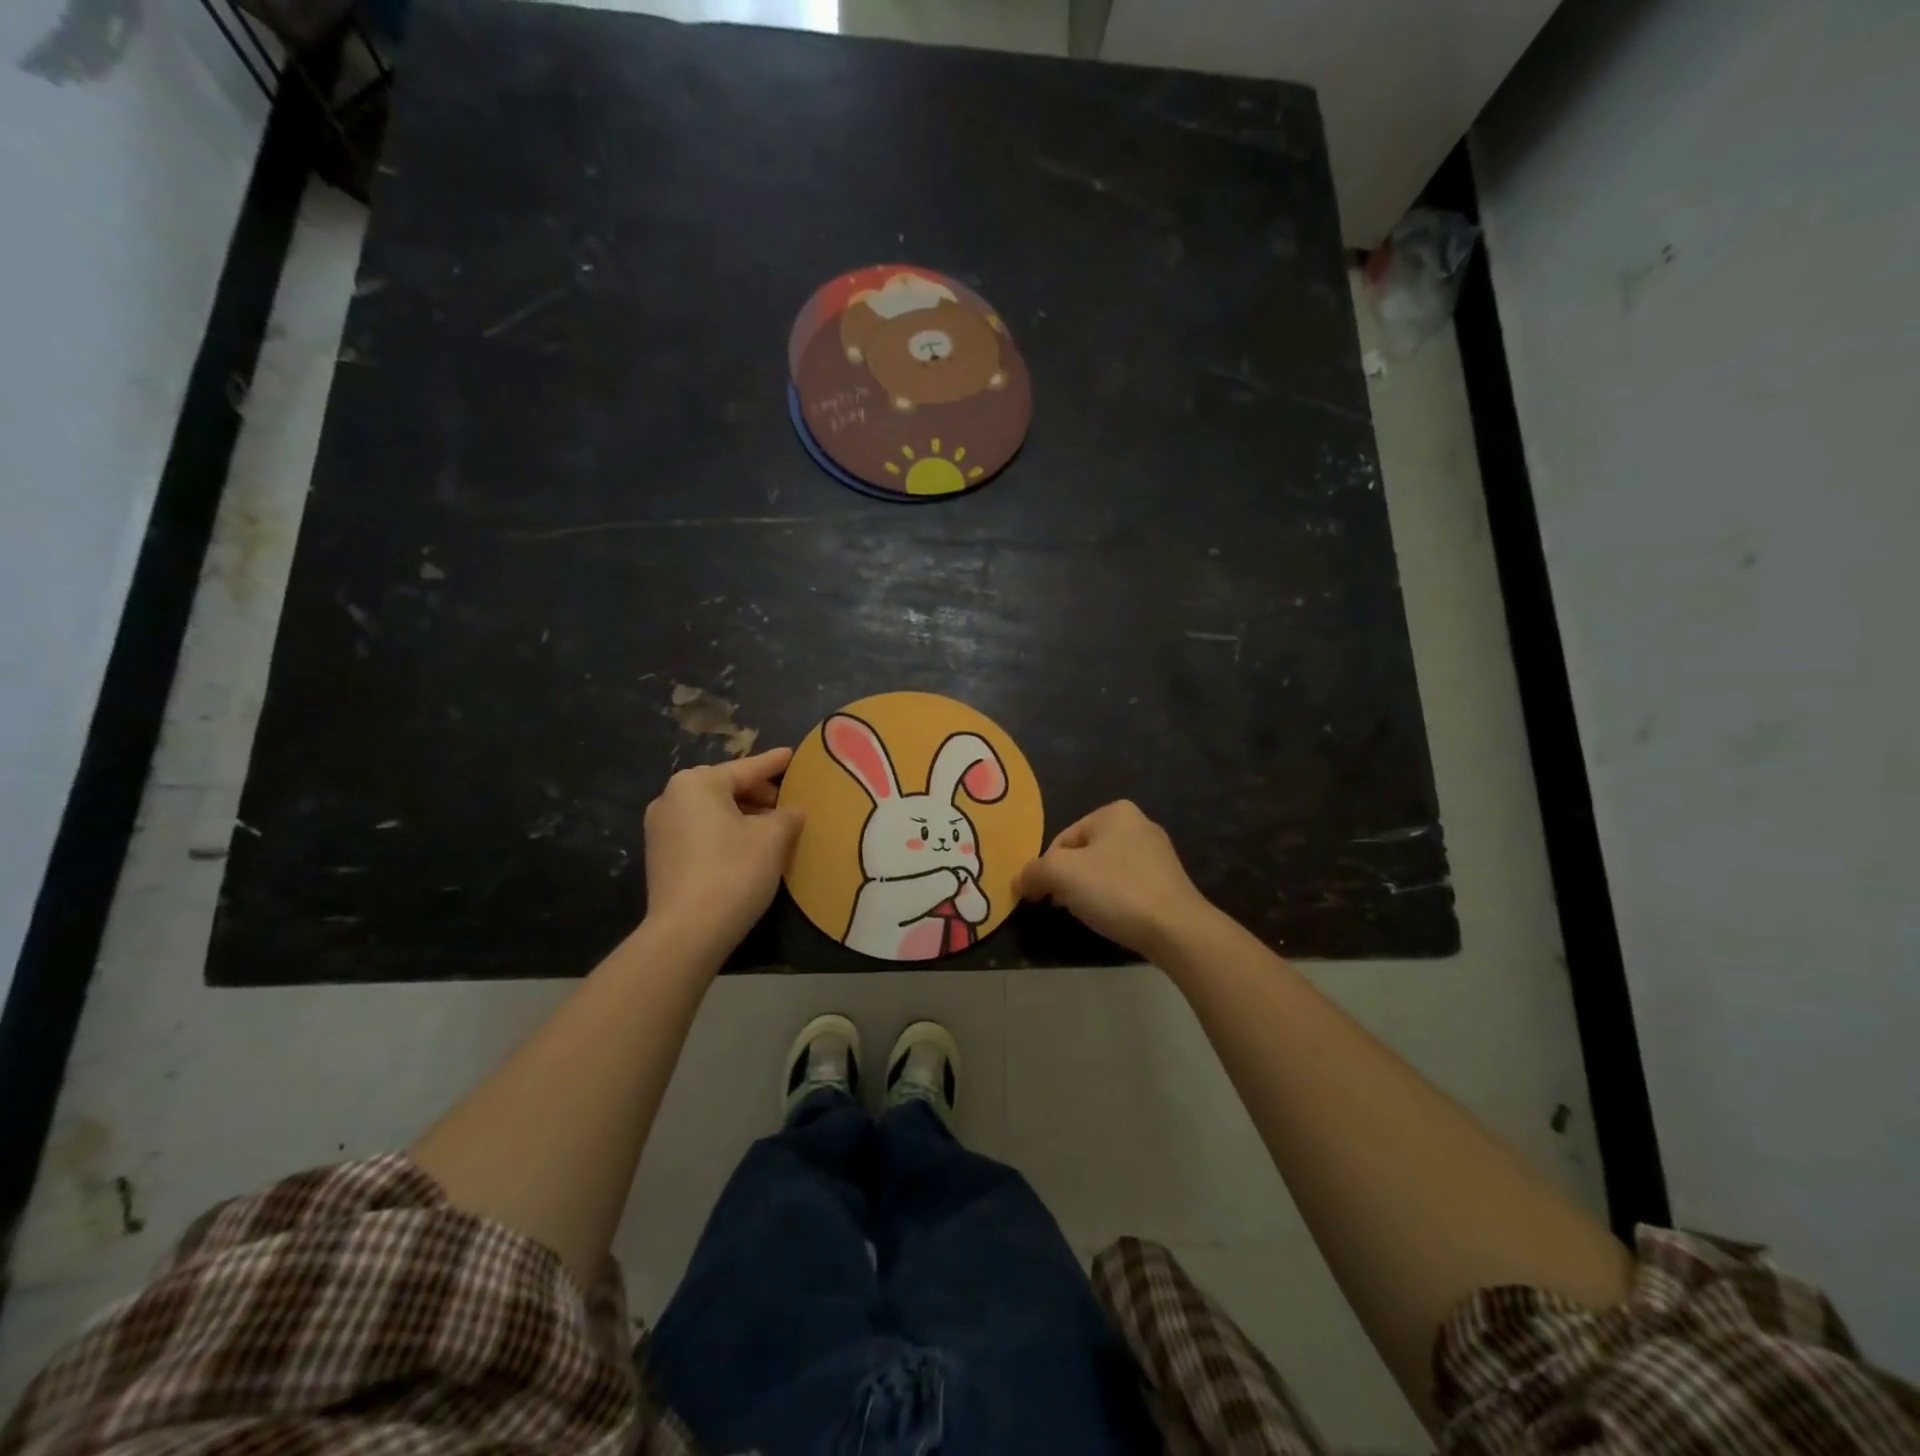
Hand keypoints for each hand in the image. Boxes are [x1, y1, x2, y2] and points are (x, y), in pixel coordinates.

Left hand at [643, 748, 802, 957]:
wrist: (687, 932)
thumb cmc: (734, 871)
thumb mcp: (773, 838)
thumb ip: (787, 815)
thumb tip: (792, 811)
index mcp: (696, 783)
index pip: (747, 768)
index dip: (774, 764)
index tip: (792, 755)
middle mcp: (671, 798)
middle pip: (726, 788)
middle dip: (759, 795)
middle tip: (790, 803)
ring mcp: (660, 830)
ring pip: (713, 813)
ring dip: (744, 817)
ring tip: (775, 828)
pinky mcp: (661, 858)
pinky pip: (701, 833)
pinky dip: (726, 834)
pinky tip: (750, 849)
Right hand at [1014, 800, 1214, 960]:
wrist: (1176, 929)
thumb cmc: (1115, 890)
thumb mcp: (1061, 873)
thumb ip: (1033, 872)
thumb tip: (1020, 881)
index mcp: (1115, 812)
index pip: (1063, 839)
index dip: (1046, 869)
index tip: (1042, 896)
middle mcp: (1139, 824)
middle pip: (1083, 854)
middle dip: (1068, 880)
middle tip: (1062, 906)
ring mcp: (1158, 854)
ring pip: (1104, 871)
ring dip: (1088, 891)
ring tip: (1088, 914)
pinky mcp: (1169, 882)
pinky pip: (1127, 886)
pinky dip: (1113, 900)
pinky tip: (1113, 919)